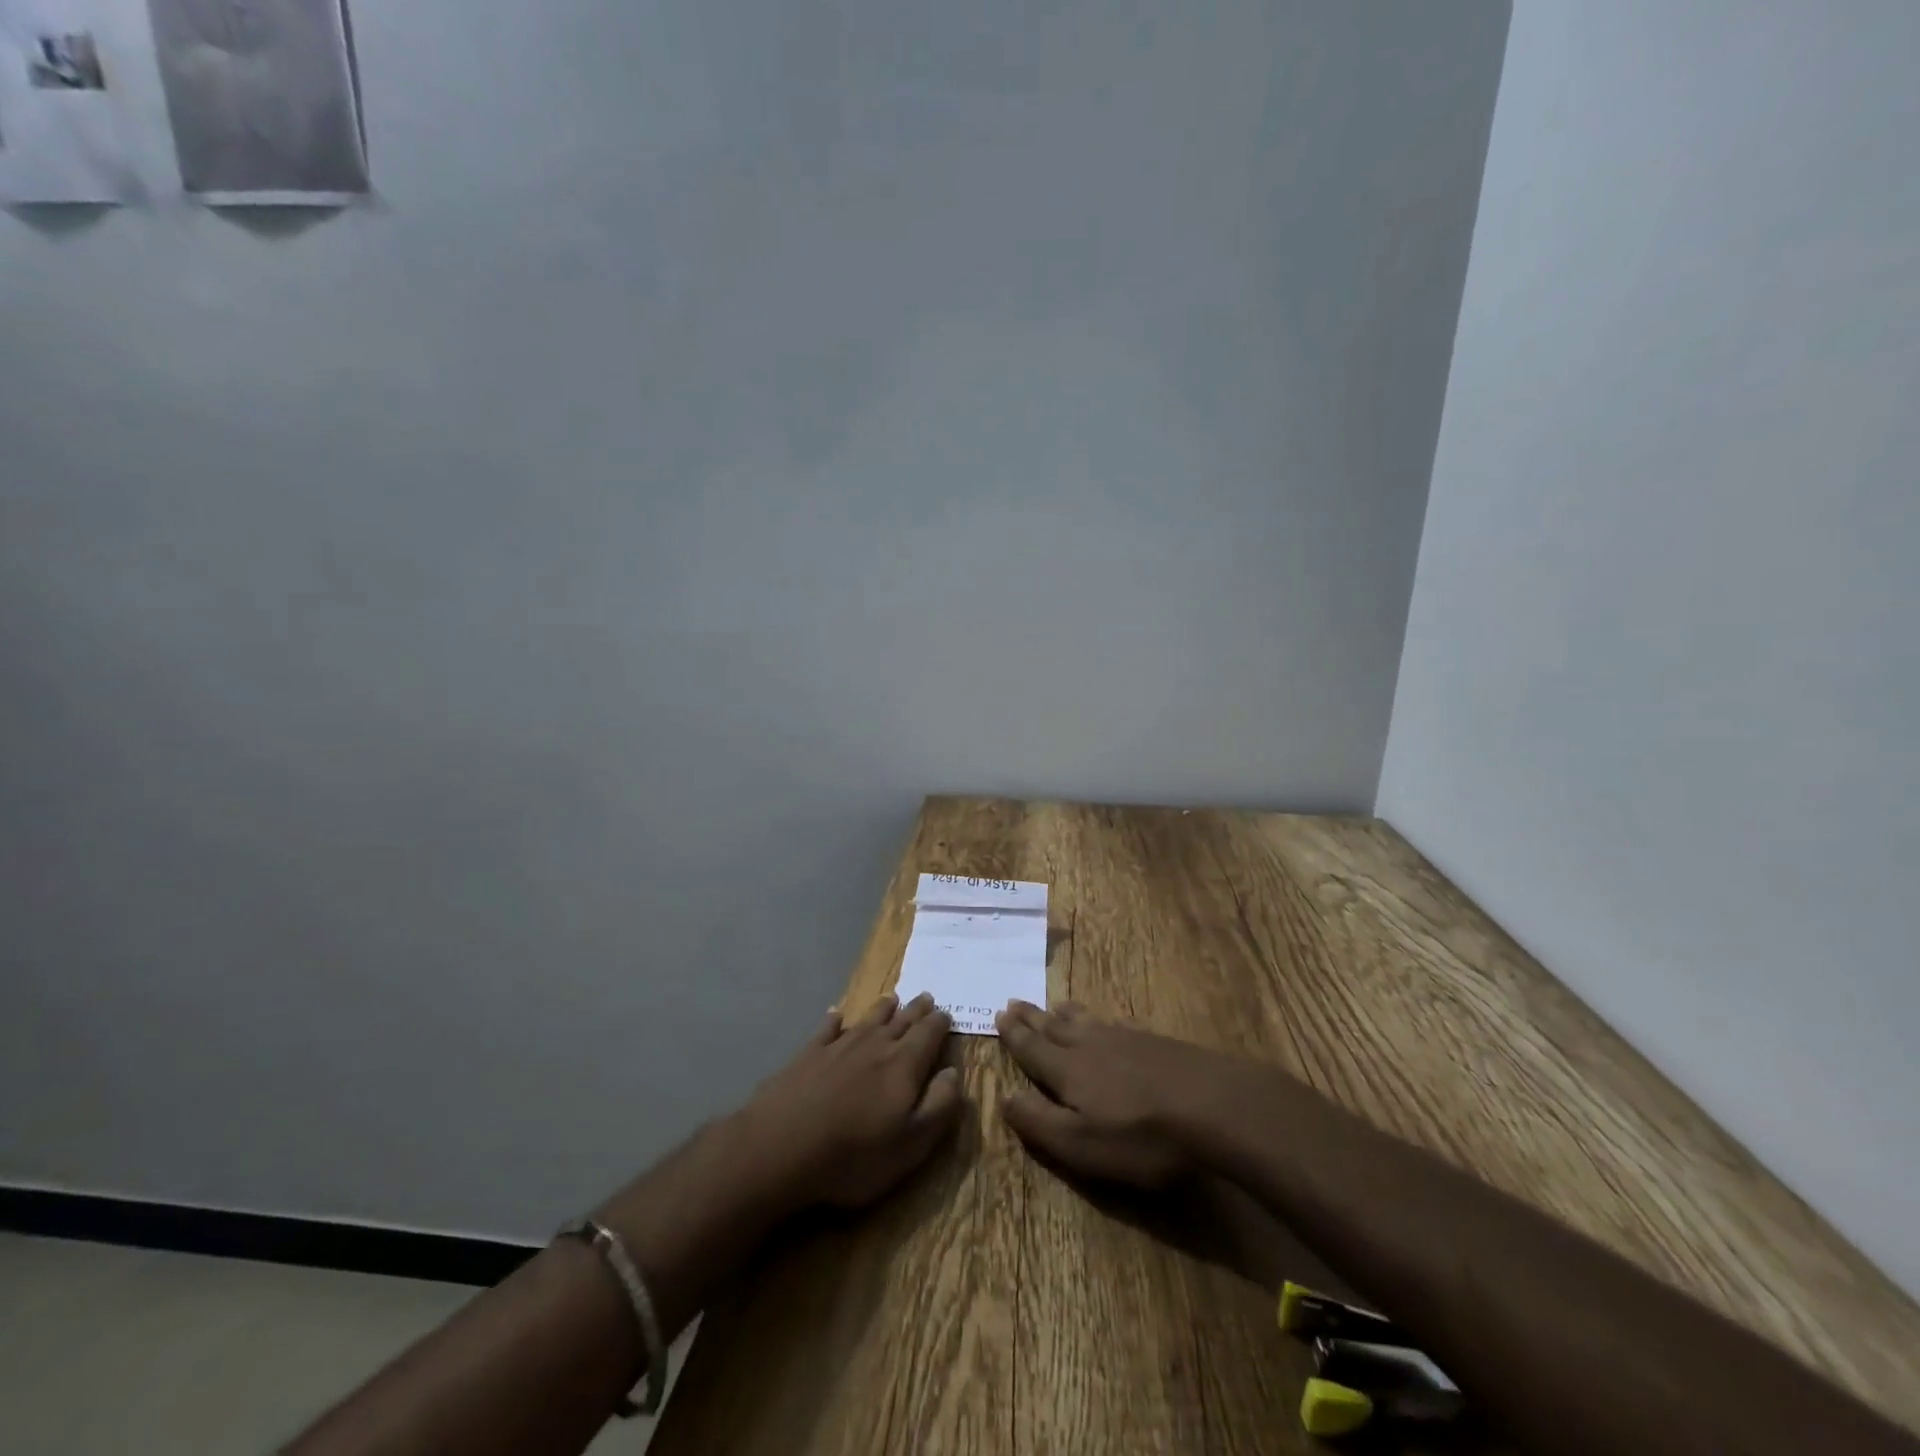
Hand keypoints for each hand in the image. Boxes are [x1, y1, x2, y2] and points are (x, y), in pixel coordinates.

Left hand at [738, 992, 963, 1209]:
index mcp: (904, 1065)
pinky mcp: (807, 1055)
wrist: (780, 1147)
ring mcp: (838, 1047)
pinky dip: (834, 1020)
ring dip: (883, 1009)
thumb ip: (939, 1105)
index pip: (928, 1034)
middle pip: (901, 1021)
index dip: (940, 1023)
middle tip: (925, 997)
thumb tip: (953, 1071)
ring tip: (892, 999)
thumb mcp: (912, 1143)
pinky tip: (835, 1015)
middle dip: (916, 1009)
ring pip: (867, 1020)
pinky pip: (826, 1030)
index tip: (946, 1014)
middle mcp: (874, 1046)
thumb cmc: (854, 1155)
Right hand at [997, 1000, 1232, 1187]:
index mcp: (1067, 1070)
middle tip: (1014, 1001)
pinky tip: (1109, 1022)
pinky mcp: (1154, 1042)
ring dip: (1063, 1014)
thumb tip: (1004, 1097)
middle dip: (1032, 1017)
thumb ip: (1039, 1122)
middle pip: (1054, 1027)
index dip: (1014, 1035)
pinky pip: (1115, 1023)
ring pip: (1084, 1021)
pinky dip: (1100, 1019)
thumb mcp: (1081, 1144)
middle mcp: (1090, 1045)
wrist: (1212, 1105)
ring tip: (1053, 1006)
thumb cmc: (1141, 1135)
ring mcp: (1125, 1039)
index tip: (999, 1014)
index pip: (1032, 1049)